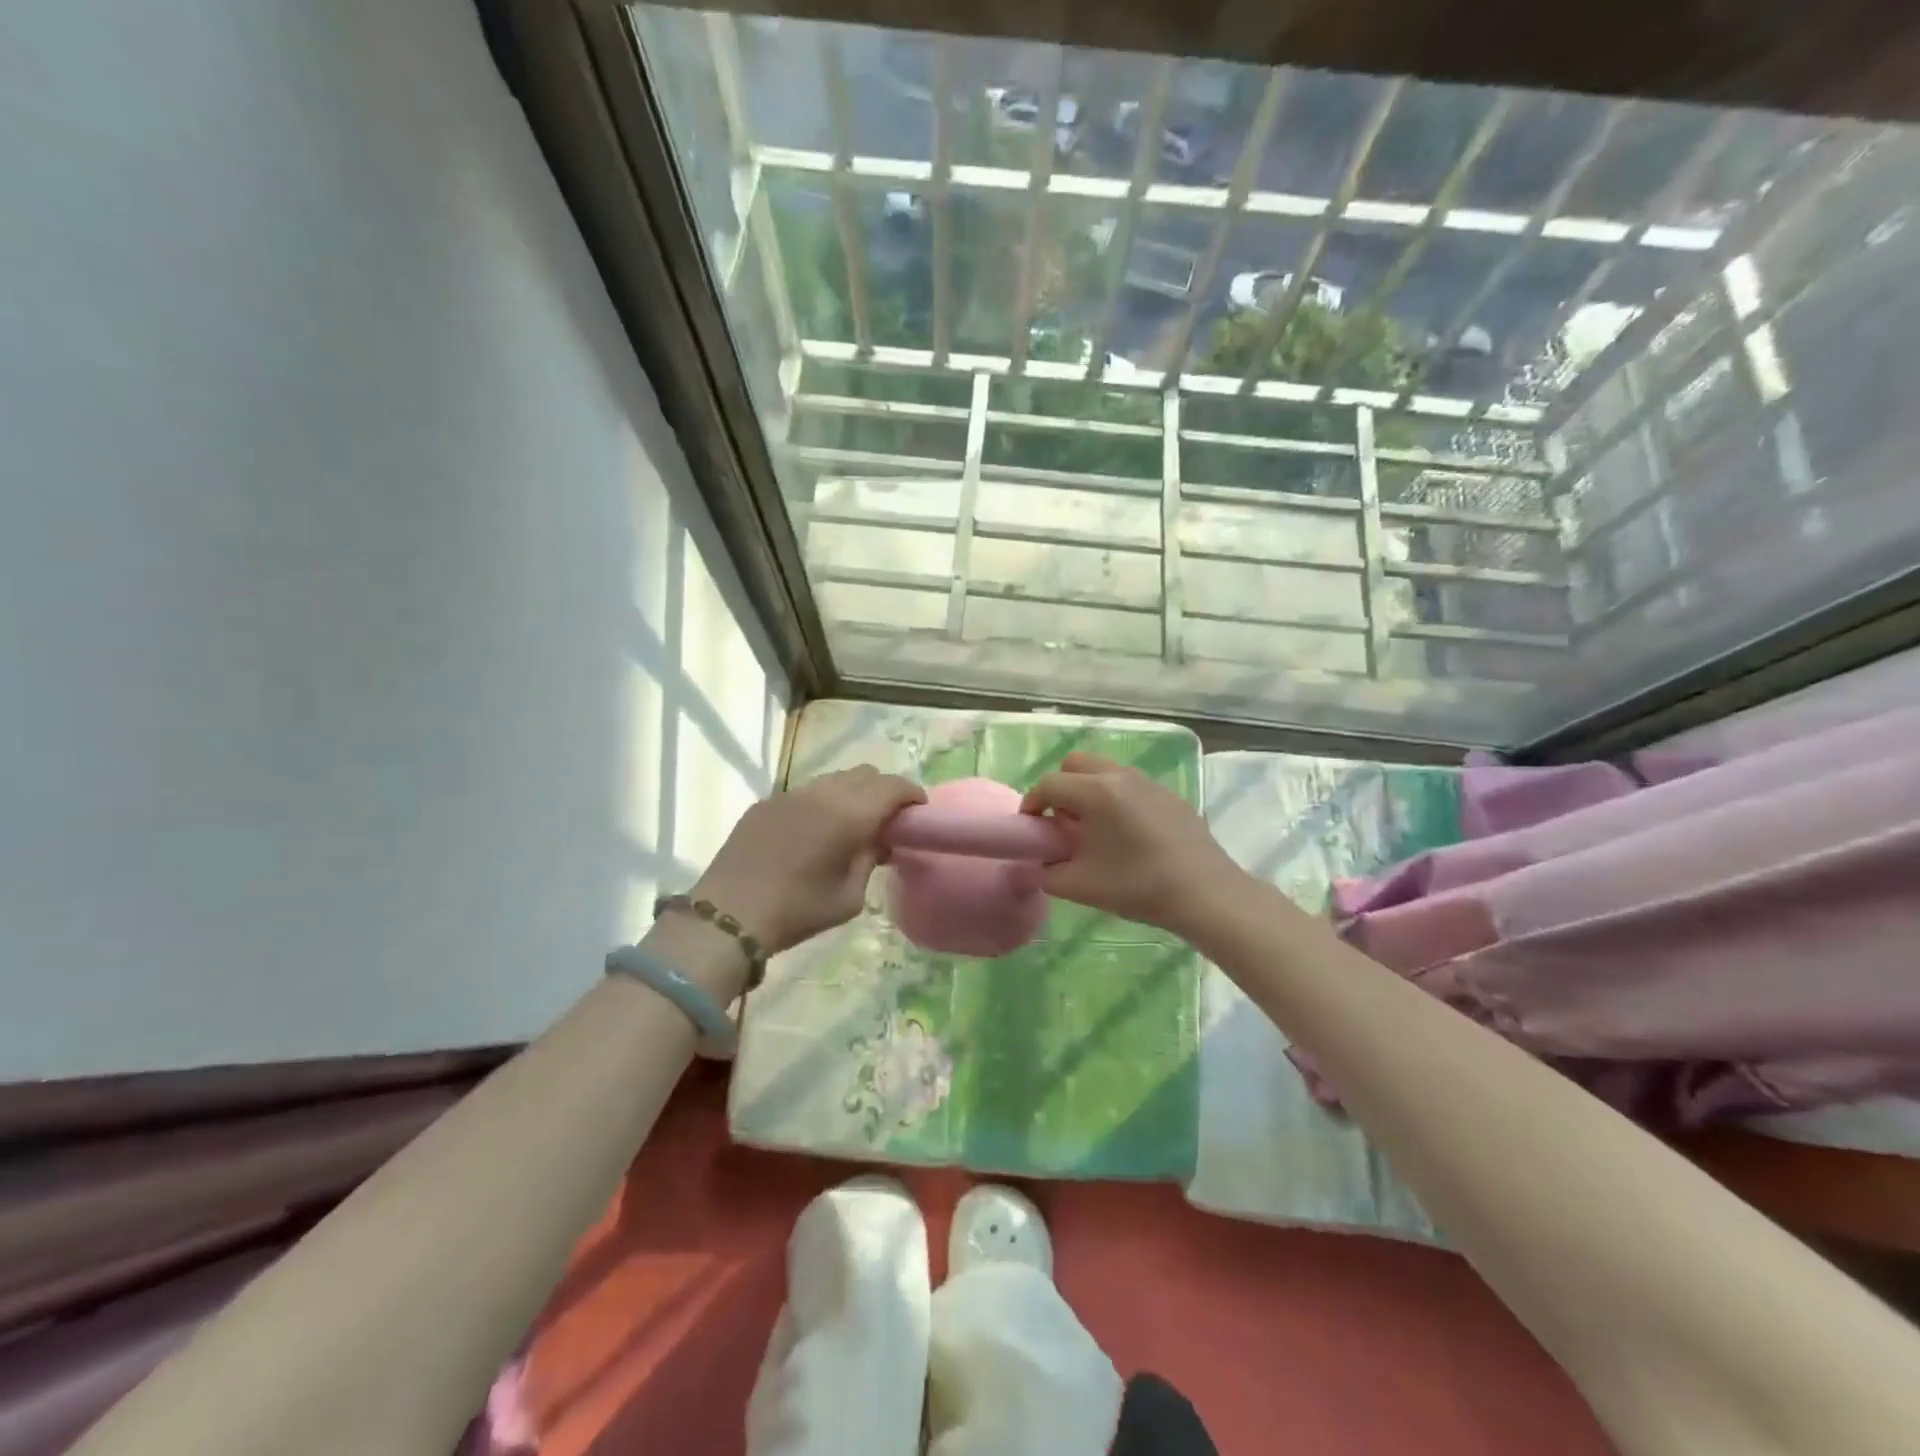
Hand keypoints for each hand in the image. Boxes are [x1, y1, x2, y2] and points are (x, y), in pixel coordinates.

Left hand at [692, 765, 925, 954]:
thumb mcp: (849, 897)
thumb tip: (878, 842)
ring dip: (852, 793)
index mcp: (849, 814)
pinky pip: (807, 791)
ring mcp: (791, 794)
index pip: (892, 786)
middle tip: (887, 819)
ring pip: (834, 779)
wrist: (729, 915)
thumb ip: (869, 861)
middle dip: (883, 790)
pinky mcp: (767, 802)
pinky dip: (823, 802)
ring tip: (851, 822)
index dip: (911, 794)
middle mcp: (823, 793)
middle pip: (865, 774)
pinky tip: (815, 830)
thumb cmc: (797, 911)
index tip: (918, 810)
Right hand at [1020, 753, 1241, 935]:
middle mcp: (1120, 776)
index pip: (1050, 784)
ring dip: (1088, 791)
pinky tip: (1127, 834)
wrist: (1206, 894)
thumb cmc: (1138, 887)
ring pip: (1104, 771)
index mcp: (1096, 792)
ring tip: (1094, 829)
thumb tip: (1038, 864)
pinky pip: (1129, 785)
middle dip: (1060, 788)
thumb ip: (1047, 873)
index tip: (1030, 827)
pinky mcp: (1169, 794)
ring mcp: (1148, 782)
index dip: (1032, 803)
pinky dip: (1115, 798)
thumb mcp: (1081, 886)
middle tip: (1062, 823)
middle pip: (1075, 764)